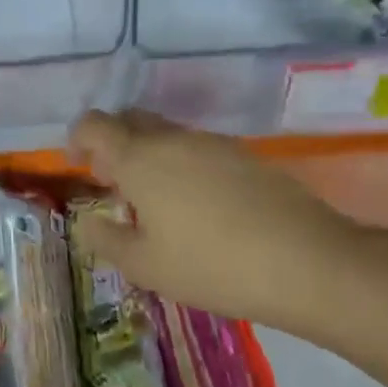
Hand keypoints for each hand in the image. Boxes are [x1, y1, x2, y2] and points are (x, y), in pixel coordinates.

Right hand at [68, 109, 373, 339]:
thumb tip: (89, 222)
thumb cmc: (211, 265)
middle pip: (131, 120)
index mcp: (140, 159)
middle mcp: (174, 139)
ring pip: (167, 134)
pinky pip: (199, 149)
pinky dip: (183, 165)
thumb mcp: (145, 266)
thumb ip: (106, 239)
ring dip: (150, 155)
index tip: (80, 167)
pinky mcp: (247, 157)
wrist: (309, 263)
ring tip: (157, 202)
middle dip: (113, 143)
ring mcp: (215, 144)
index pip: (95, 125)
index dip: (78, 139)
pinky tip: (199, 207)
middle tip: (114, 183)